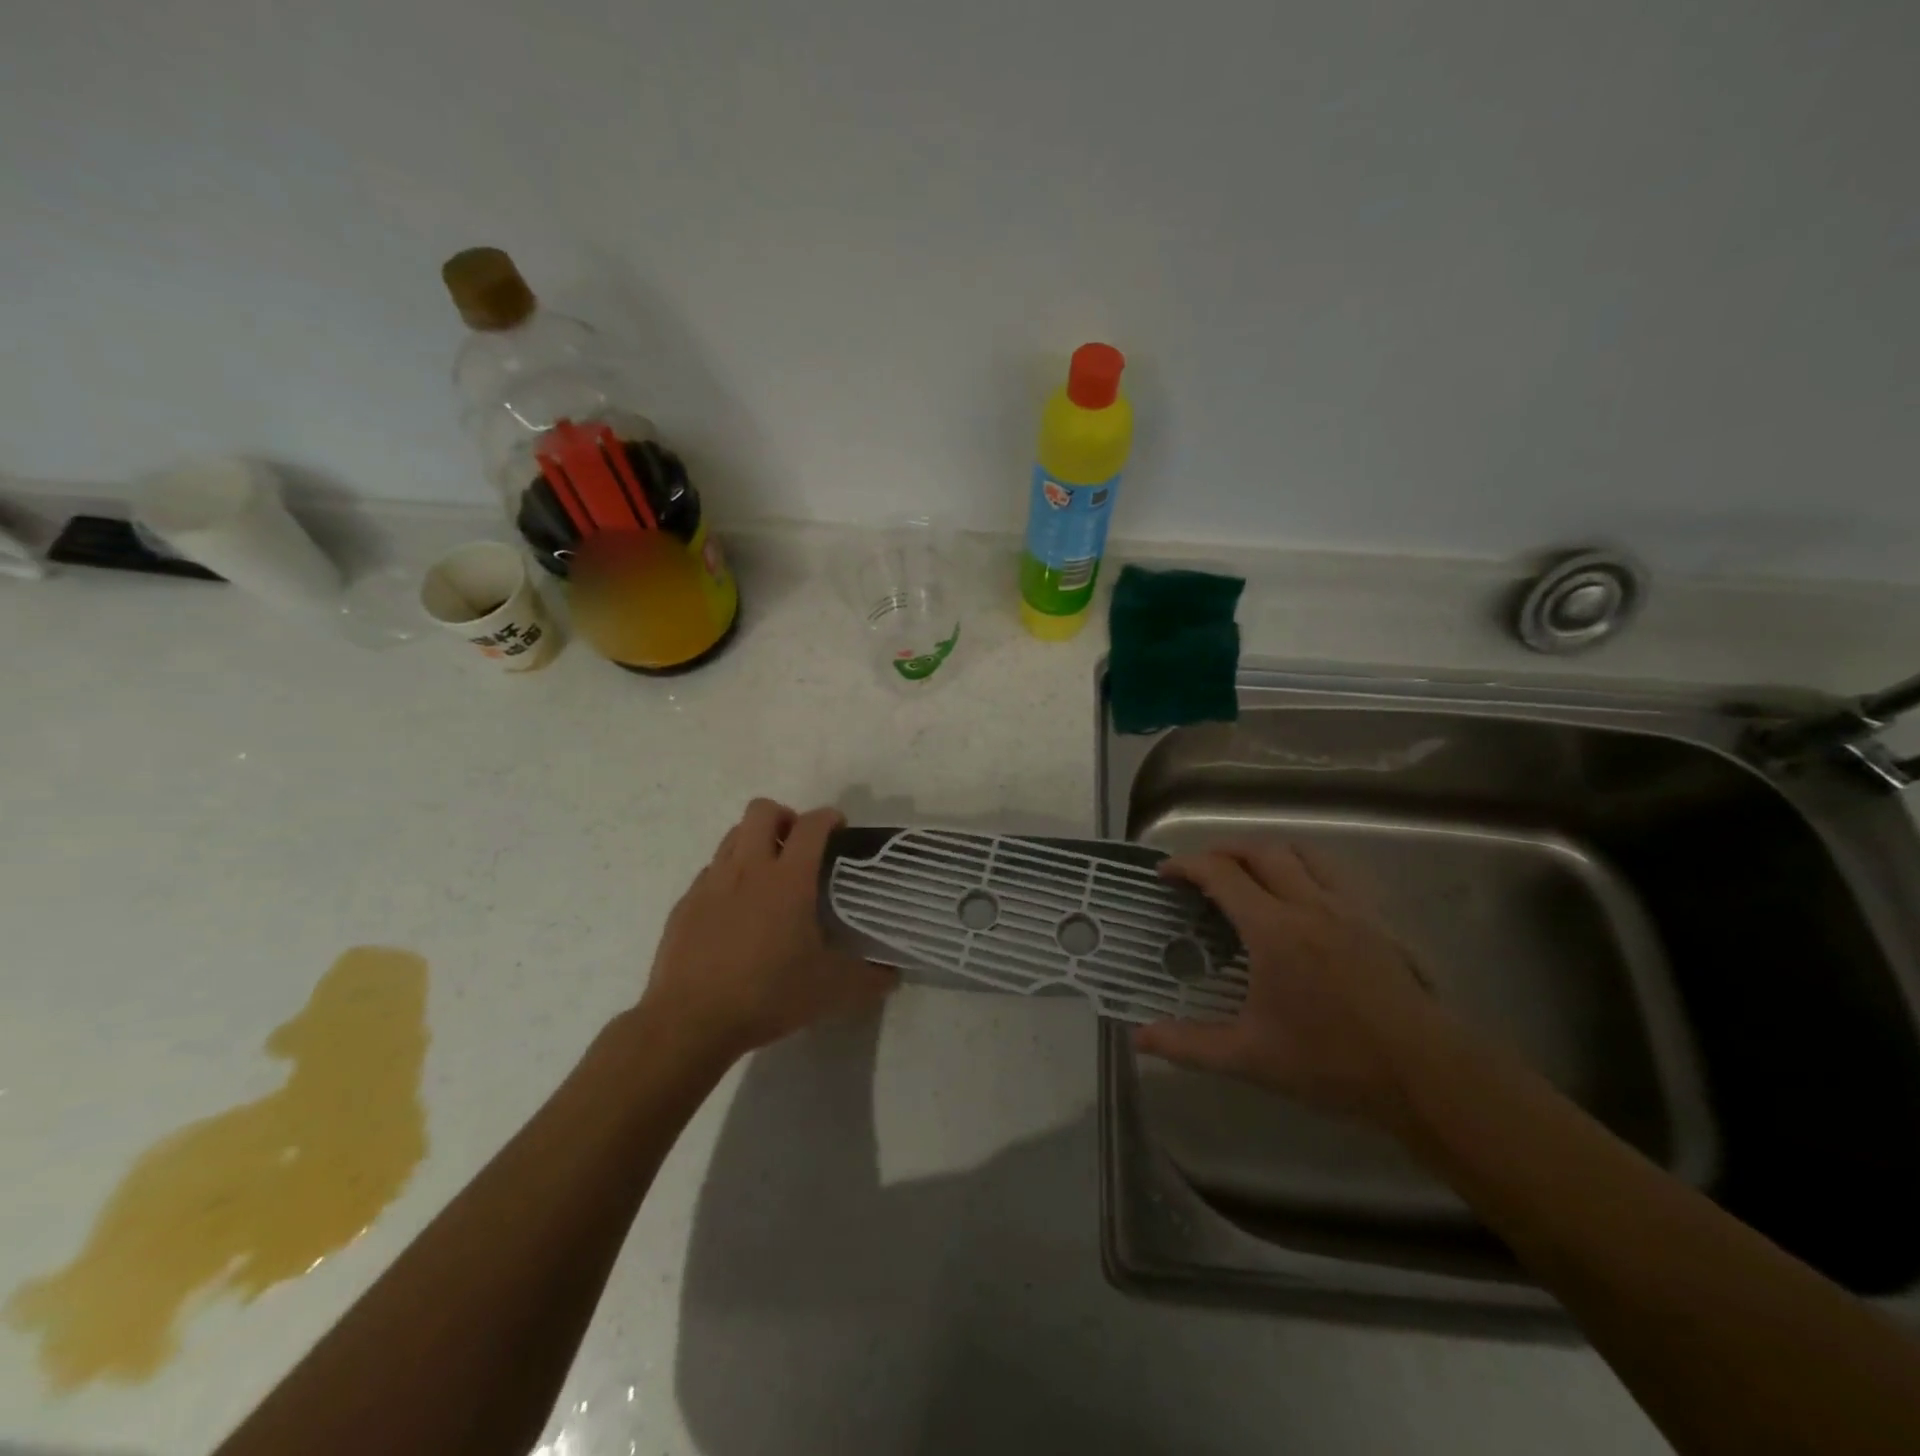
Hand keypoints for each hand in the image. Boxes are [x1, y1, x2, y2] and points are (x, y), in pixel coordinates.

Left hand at [641, 799, 895, 1059]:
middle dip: (785, 818)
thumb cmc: (767, 995)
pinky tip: (736, 912)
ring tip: (768, 876)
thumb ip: (868, 979)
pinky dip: (728, 877)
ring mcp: (711, 883)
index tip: (840, 829)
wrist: (690, 1021)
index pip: (811, 825)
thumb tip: (892, 976)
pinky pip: (710, 872)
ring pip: (732, 836)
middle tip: (799, 847)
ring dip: (754, 842)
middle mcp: (748, 869)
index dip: (829, 818)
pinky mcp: (685, 904)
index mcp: (788, 879)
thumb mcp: (830, 991)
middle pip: (762, 810)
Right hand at [1134, 841, 1447, 1125]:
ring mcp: (1347, 909)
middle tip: (1201, 871)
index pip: (1221, 875)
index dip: (1187, 865)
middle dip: (1224, 851)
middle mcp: (1309, 905)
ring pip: (1303, 853)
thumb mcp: (1250, 1058)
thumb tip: (1138, 1036)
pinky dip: (1304, 868)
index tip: (1165, 873)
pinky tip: (1300, 898)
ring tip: (1248, 872)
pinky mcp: (1375, 921)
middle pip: (1261, 851)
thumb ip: (1188, 1044)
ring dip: (1267, 852)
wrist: (1425, 1075)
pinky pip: (1333, 874)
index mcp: (1273, 930)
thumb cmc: (1331, 1062)